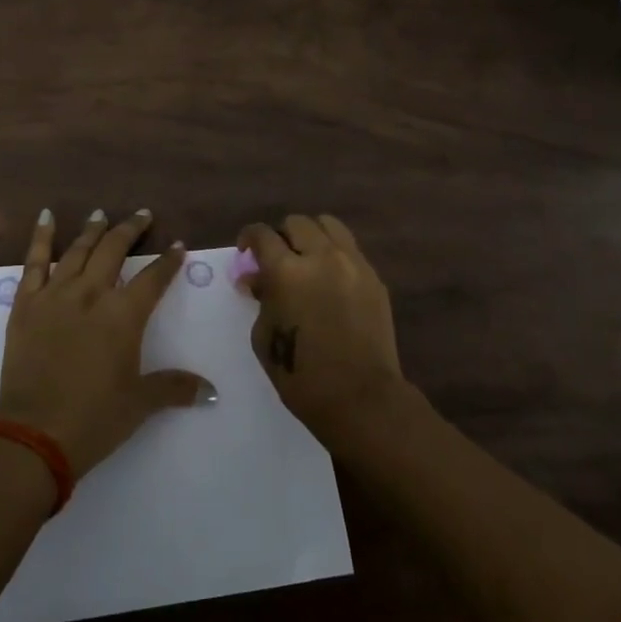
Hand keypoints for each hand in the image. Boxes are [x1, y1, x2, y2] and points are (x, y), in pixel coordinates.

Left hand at [0, 209, 210, 480]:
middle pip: (114, 250)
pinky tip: (46, 217)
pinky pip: (34, 262)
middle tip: (142, 215)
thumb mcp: (139, 403)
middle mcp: (91, 294)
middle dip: (131, 230)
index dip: (168, 261)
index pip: (153, 278)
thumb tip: (211, 391)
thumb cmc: (94, 418)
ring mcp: (55, 295)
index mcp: (123, 316)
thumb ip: (174, 388)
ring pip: (78, 250)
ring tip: (101, 214)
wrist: (34, 433)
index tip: (178, 246)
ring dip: (93, 230)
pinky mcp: (25, 304)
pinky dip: (41, 237)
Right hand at [238, 214, 406, 446]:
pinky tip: (330, 279)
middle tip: (277, 257)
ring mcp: (353, 264)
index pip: (262, 234)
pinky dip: (335, 254)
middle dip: (281, 235)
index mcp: (286, 271)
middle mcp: (321, 257)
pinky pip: (350, 250)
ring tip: (307, 257)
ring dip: (312, 235)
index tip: (246, 250)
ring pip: (329, 225)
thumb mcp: (265, 336)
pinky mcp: (374, 278)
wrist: (360, 398)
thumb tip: (256, 279)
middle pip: (297, 223)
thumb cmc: (301, 375)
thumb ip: (261, 299)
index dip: (249, 237)